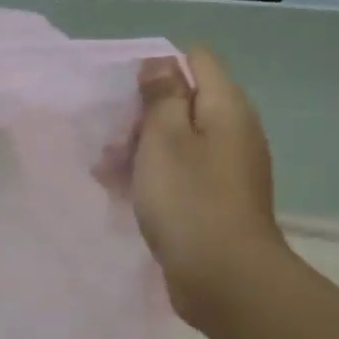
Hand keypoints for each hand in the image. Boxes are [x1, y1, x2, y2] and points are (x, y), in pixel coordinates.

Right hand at [132, 47, 288, 328]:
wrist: (224, 277)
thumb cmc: (189, 199)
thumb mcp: (165, 138)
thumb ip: (162, 95)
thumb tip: (162, 62)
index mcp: (226, 107)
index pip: (197, 61)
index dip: (160, 67)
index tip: (127, 93)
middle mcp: (233, 132)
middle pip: (184, 102)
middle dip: (143, 114)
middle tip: (112, 140)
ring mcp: (226, 169)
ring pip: (177, 141)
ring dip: (140, 149)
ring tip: (105, 171)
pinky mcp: (214, 200)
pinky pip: (179, 173)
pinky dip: (152, 176)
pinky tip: (122, 192)